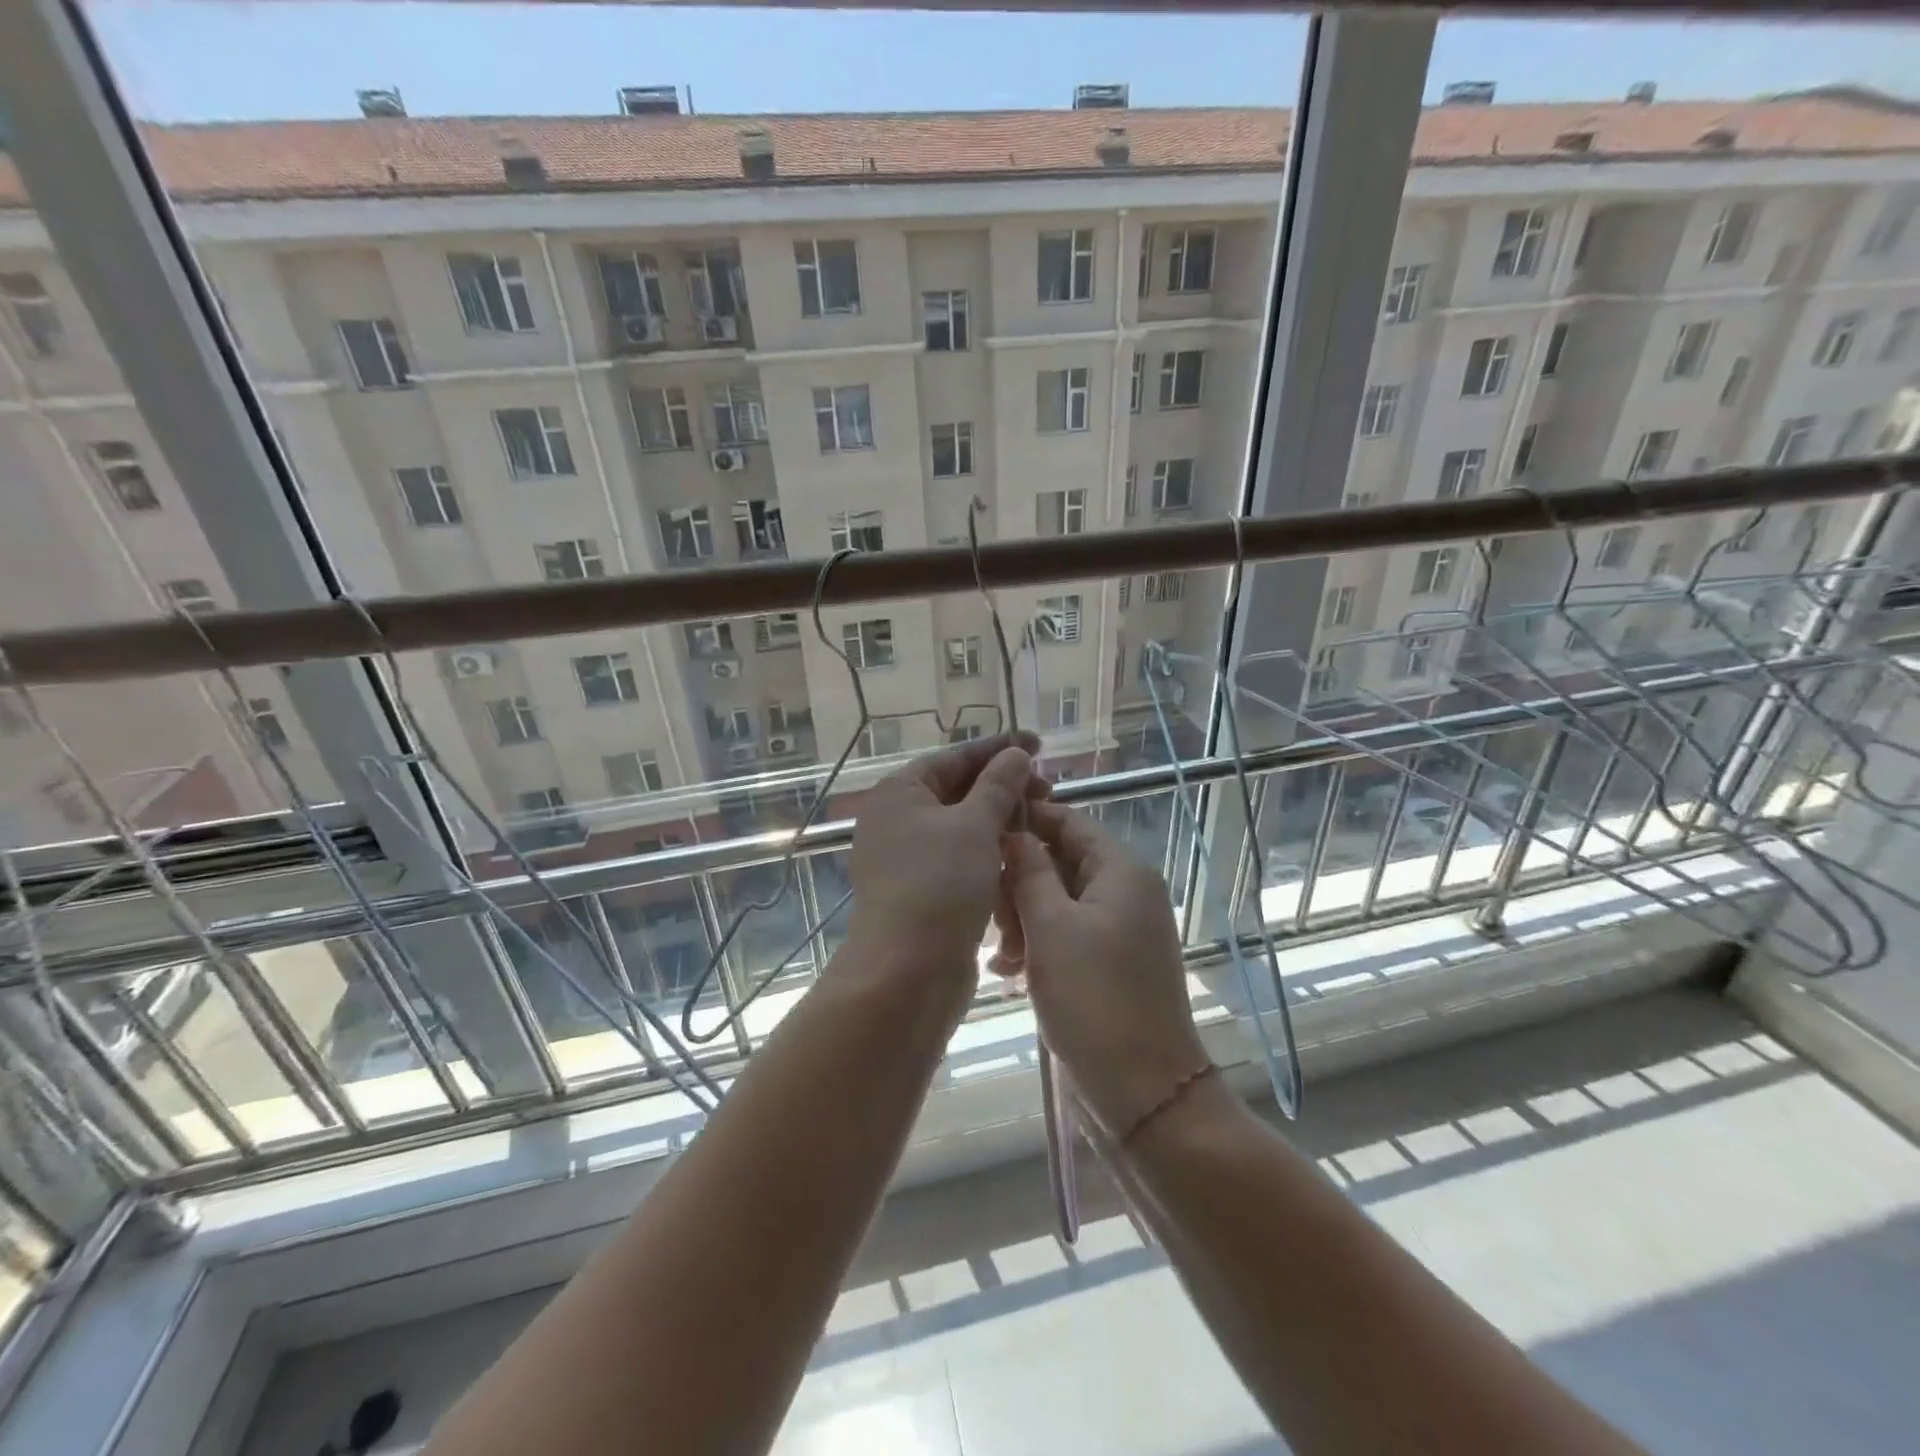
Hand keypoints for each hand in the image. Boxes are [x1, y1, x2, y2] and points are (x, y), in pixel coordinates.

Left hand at [842, 733, 1047, 983]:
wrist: (907, 973)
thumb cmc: (939, 885)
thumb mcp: (974, 825)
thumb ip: (998, 785)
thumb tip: (1016, 755)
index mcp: (900, 793)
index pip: (955, 757)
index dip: (998, 748)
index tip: (1038, 744)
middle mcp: (898, 820)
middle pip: (958, 790)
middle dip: (1004, 786)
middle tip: (1049, 788)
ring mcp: (908, 858)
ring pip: (963, 827)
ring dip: (1001, 820)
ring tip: (1041, 818)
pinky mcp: (924, 891)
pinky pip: (961, 858)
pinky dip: (989, 851)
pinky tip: (1021, 854)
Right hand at [999, 801, 1210, 1138]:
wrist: (1143, 1091)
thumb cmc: (1094, 999)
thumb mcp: (1051, 928)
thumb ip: (1029, 872)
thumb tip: (1013, 833)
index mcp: (1121, 870)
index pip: (1068, 822)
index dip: (1025, 822)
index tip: (980, 835)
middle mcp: (1127, 890)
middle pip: (1061, 861)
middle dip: (1019, 882)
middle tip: (989, 915)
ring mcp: (1121, 927)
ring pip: (1059, 900)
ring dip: (1023, 917)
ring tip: (999, 954)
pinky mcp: (1112, 961)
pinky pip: (1069, 933)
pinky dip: (1039, 943)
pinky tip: (1008, 970)